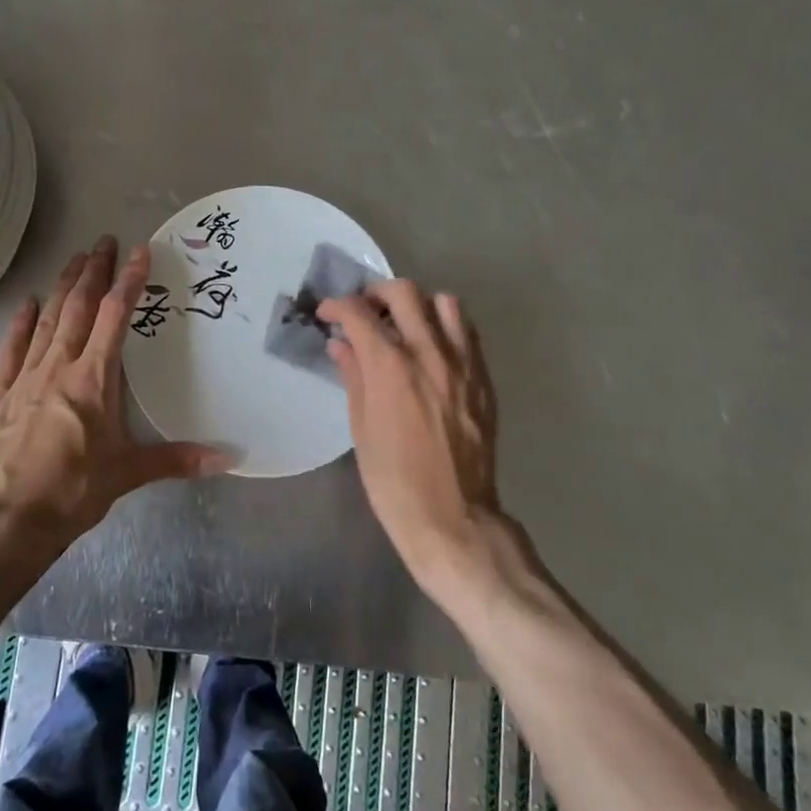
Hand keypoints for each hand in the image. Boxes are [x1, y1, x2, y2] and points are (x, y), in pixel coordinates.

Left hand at [0, 236, 230, 561]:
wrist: (3, 523)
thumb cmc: (71, 493)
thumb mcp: (127, 474)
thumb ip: (177, 460)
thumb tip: (228, 459)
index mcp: (93, 379)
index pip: (114, 317)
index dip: (129, 281)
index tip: (139, 252)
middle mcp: (59, 367)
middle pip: (78, 307)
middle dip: (94, 272)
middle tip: (104, 242)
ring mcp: (25, 377)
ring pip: (47, 320)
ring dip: (62, 287)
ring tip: (75, 259)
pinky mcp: (1, 394)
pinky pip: (11, 349)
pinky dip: (21, 323)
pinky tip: (27, 304)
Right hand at [319, 280, 508, 597]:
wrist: (454, 518)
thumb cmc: (393, 480)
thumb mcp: (361, 428)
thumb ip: (353, 376)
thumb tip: (341, 344)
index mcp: (390, 366)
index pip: (359, 313)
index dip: (337, 306)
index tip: (327, 314)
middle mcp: (428, 353)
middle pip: (404, 292)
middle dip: (376, 293)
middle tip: (364, 311)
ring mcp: (462, 363)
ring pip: (444, 302)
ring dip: (418, 304)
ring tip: (404, 323)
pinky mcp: (483, 378)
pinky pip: (467, 332)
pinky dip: (446, 326)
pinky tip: (432, 347)